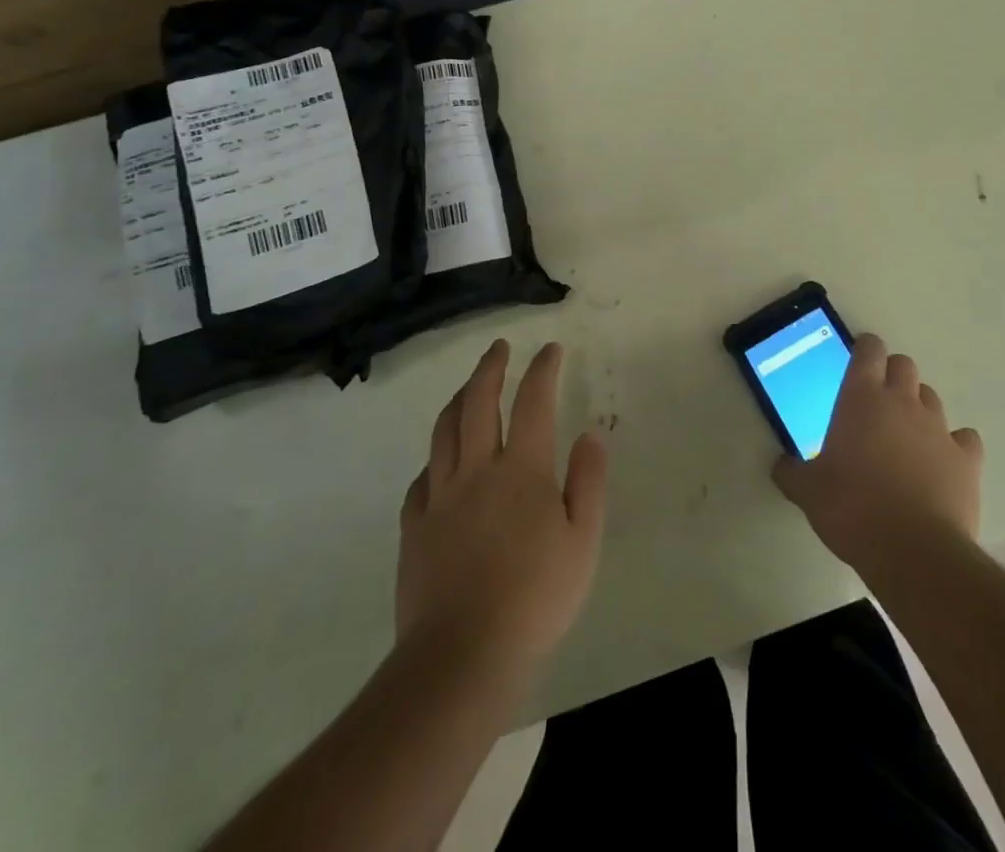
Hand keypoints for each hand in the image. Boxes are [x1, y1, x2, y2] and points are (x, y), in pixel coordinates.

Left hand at [397, 340, 607, 670]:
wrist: (463, 655)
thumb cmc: (536, 597)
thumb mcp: (584, 541)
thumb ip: (588, 481)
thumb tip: (590, 433)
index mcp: (521, 469)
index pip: (533, 401)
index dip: (542, 369)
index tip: (550, 349)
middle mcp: (477, 469)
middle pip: (478, 402)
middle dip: (490, 368)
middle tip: (499, 347)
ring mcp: (440, 497)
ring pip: (443, 431)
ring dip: (457, 399)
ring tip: (466, 387)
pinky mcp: (414, 527)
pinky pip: (422, 478)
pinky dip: (434, 457)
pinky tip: (440, 462)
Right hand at [773, 334, 982, 578]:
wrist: (913, 551)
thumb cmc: (852, 509)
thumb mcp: (807, 491)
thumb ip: (792, 472)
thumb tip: (781, 465)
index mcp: (861, 398)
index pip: (869, 350)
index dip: (865, 349)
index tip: (858, 360)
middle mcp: (903, 402)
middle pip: (904, 365)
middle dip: (892, 375)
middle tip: (877, 401)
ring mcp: (939, 428)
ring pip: (931, 397)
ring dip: (918, 407)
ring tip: (906, 435)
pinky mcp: (967, 459)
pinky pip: (964, 438)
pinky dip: (954, 444)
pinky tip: (943, 462)